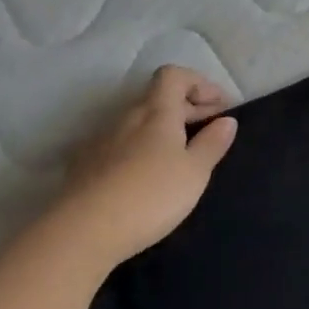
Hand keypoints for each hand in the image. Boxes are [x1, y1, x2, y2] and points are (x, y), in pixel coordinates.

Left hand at [57, 65, 238, 260]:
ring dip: (162, 130)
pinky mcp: (84, 166)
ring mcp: (101, 141)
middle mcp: (127, 117)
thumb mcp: (194, 172)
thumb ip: (212, 143)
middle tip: (210, 131)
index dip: (199, 83)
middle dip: (187, 108)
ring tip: (180, 157)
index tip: (220, 107)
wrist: (81, 233)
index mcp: (156, 111)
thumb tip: (227, 120)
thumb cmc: (149, 195)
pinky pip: (120, 145)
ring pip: (139, 123)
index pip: (174, 75)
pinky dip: (140, 150)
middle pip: (158, 98)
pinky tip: (146, 177)